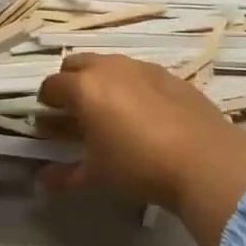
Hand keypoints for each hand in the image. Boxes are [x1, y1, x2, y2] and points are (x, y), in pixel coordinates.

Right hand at [37, 55, 245, 245]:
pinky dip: (132, 85)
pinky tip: (144, 112)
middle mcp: (109, 68)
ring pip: (110, 64)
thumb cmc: (138, 165)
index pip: (52, 85)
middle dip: (70, 82)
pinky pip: (139, 73)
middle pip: (77, 63)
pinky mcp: (170, 75)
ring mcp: (142, 68)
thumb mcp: (97, 175)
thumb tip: (42, 182)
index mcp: (84, 88)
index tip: (49, 118)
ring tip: (110, 110)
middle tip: (76, 109)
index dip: (46, 101)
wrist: (204, 159)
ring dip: (101, 80)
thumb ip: (65, 175)